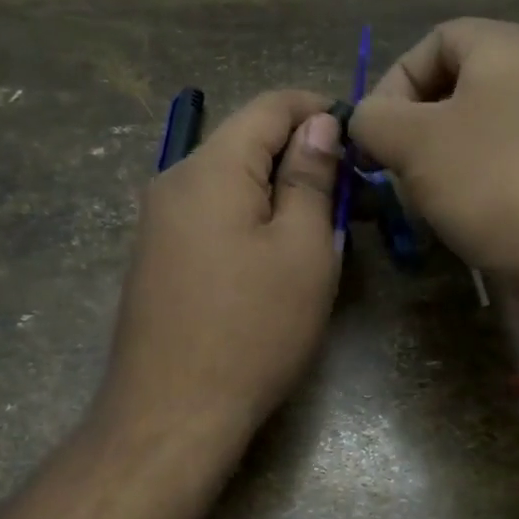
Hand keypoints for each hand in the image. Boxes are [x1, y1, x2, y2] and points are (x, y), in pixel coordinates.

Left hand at [97, 90, 343, 454]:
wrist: (172, 412)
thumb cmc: (251, 328)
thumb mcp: (300, 249)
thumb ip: (309, 177)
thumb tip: (317, 123)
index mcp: (210, 167)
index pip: (269, 105)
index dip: (319, 109)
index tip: (361, 140)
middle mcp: (174, 181)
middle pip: (246, 143)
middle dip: (302, 158)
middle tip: (352, 198)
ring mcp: (159, 223)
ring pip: (230, 183)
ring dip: (279, 193)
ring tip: (322, 231)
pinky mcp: (158, 258)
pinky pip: (212, 217)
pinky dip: (251, 220)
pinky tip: (276, 258)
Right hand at [351, 18, 518, 333]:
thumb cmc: (494, 180)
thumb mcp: (414, 142)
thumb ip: (374, 120)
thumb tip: (364, 120)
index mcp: (507, 48)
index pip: (435, 39)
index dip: (394, 80)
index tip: (376, 133)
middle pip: (457, 88)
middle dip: (415, 128)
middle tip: (397, 170)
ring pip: (479, 134)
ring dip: (442, 165)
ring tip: (429, 202)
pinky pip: (507, 170)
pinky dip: (478, 191)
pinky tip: (469, 223)